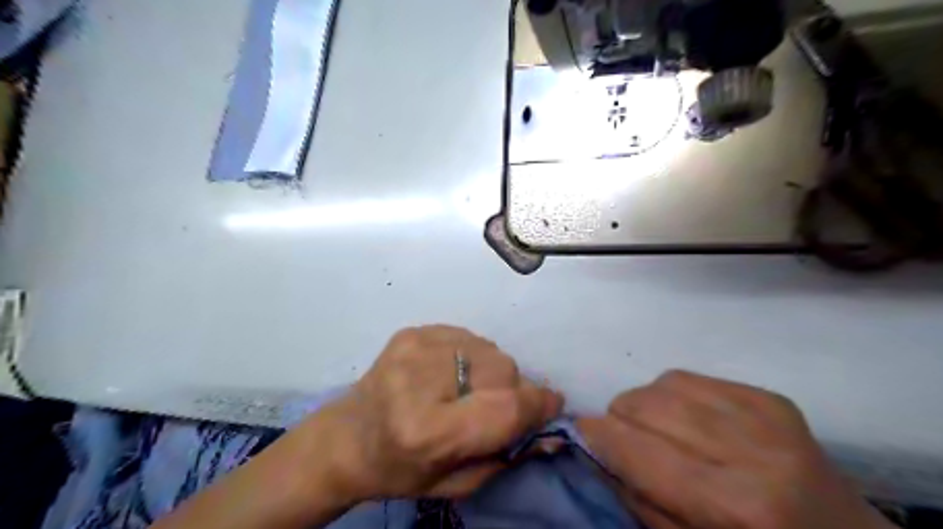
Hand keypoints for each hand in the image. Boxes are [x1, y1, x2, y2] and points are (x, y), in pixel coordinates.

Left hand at [301, 326, 557, 503]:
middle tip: (494, 407)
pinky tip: (451, 373)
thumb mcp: (456, 482)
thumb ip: (509, 455)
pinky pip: (468, 336)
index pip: (506, 406)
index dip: (538, 405)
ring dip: (491, 371)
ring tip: (468, 389)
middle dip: (511, 390)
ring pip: (489, 349)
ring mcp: (414, 348)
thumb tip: (553, 430)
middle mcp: (421, 380)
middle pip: (503, 369)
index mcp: (429, 430)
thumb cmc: (400, 470)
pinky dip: (472, 355)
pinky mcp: (412, 332)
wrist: (346, 438)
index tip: (551, 405)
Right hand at [578, 373, 892, 527]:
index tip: (581, 433)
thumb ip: (638, 498)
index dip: (597, 434)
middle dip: (618, 418)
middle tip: (620, 438)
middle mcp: (749, 450)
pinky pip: (692, 378)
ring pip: (664, 384)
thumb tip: (596, 448)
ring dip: (644, 404)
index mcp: (732, 504)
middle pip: (645, 405)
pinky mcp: (770, 397)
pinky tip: (684, 418)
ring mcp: (765, 415)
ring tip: (653, 428)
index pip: (635, 448)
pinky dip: (672, 394)